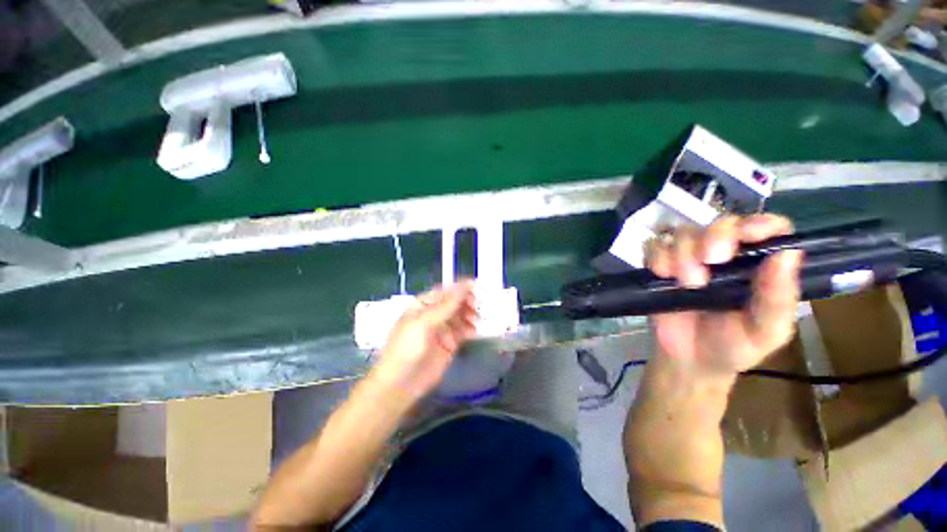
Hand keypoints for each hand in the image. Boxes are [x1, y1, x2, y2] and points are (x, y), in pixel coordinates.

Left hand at [369, 282, 477, 401]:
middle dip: (466, 302)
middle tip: (476, 306)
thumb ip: (446, 305)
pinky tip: (473, 331)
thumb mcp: (424, 322)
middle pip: (454, 302)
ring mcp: (442, 329)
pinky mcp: (450, 344)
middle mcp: (434, 314)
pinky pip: (463, 331)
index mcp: (423, 305)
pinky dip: (470, 329)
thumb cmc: (407, 348)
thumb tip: (465, 285)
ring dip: (469, 315)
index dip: (459, 288)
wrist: (400, 384)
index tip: (475, 286)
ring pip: (461, 316)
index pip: (444, 291)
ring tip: (475, 319)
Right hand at [644, 214, 802, 377]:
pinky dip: (656, 256)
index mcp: (759, 265)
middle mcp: (725, 255)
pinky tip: (662, 276)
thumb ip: (778, 298)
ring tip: (686, 284)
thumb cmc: (734, 347)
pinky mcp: (659, 265)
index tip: (747, 236)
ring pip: (683, 233)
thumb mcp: (766, 331)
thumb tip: (788, 253)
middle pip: (720, 223)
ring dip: (682, 254)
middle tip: (710, 262)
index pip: (768, 227)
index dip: (760, 223)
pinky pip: (653, 246)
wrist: (689, 360)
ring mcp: (689, 258)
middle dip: (714, 237)